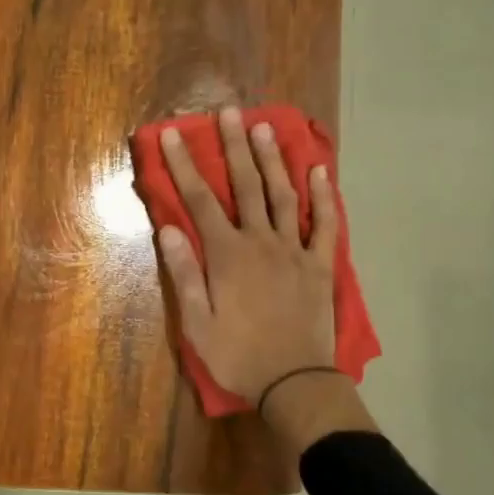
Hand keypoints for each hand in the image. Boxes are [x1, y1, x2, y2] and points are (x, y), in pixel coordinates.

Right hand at [156, 107, 338, 407]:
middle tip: (229, 112)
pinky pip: (325, 224)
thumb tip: (168, 227)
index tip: (175, 134)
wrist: (295, 382)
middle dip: (234, 146)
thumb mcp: (196, 323)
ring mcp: (294, 250)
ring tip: (266, 127)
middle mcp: (260, 241)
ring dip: (274, 159)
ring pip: (284, 195)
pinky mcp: (320, 265)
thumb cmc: (238, 355)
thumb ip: (184, 272)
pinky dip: (325, 197)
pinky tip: (320, 171)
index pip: (200, 200)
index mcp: (226, 254)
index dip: (185, 165)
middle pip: (246, 185)